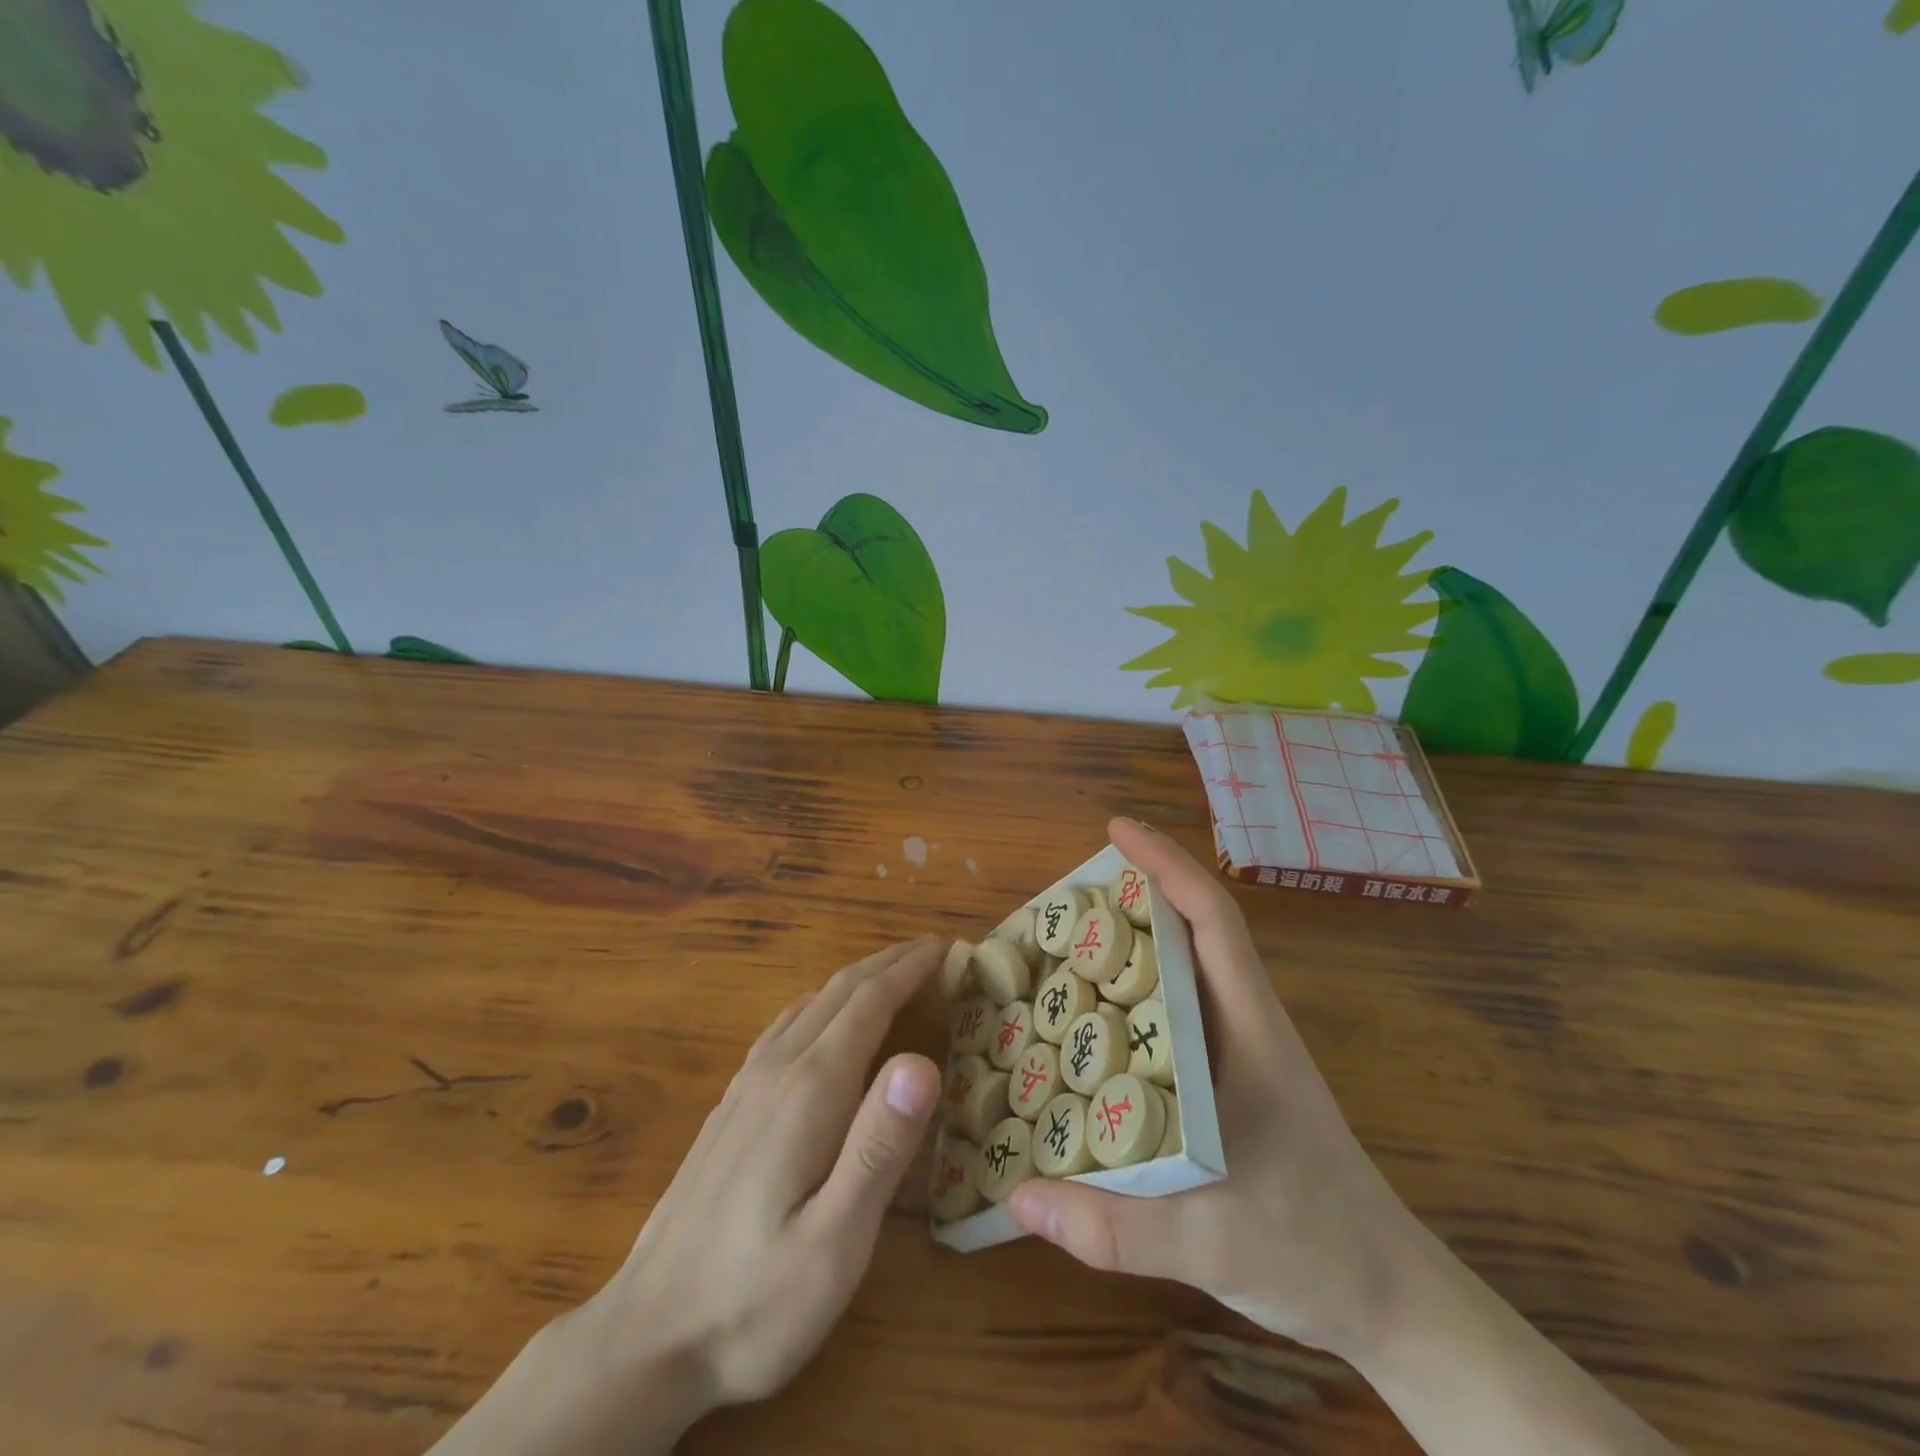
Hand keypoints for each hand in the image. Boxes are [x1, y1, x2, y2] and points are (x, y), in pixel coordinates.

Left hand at [428, 937, 944, 1455]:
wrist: (646, 1337)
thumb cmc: (755, 1300)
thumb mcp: (835, 1242)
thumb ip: (880, 1146)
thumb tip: (923, 1061)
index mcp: (811, 1090)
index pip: (869, 1003)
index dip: (909, 969)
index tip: (945, 945)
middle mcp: (778, 1070)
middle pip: (839, 992)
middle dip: (888, 964)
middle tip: (930, 950)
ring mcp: (747, 1085)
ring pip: (809, 1004)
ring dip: (856, 980)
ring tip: (891, 973)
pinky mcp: (731, 1106)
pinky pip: (785, 1027)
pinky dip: (821, 1003)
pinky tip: (823, 1018)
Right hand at [1008, 818, 1419, 1358]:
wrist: (1391, 1300)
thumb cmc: (1315, 1248)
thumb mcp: (1211, 1243)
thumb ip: (1114, 1228)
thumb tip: (1018, 1195)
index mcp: (1250, 1030)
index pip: (1213, 920)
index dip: (1167, 865)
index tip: (1117, 830)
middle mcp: (1243, 1025)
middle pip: (1190, 933)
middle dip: (1133, 898)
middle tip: (1062, 901)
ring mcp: (1239, 1052)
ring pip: (1181, 974)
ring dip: (1130, 948)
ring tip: (1062, 951)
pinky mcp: (1230, 1081)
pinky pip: (1174, 1018)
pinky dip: (1134, 1000)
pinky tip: (1090, 1025)